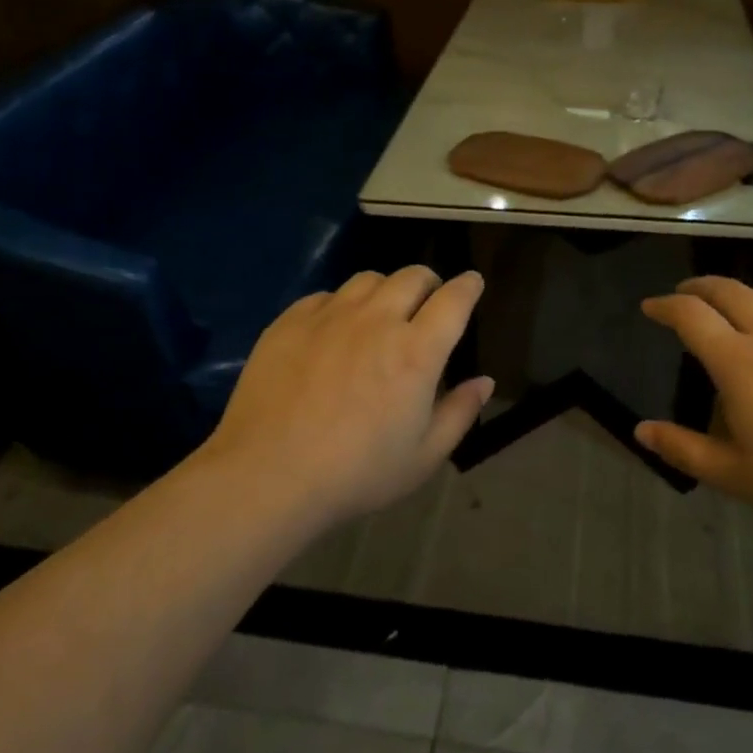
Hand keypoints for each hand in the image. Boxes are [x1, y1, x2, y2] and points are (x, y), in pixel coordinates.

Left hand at [207, 267, 493, 524]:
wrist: (268, 475)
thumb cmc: (356, 473)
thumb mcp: (423, 457)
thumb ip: (459, 413)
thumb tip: (484, 381)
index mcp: (416, 352)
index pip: (454, 299)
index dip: (468, 285)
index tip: (472, 282)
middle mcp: (377, 320)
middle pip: (412, 276)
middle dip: (429, 282)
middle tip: (428, 302)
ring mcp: (330, 316)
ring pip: (368, 279)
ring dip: (386, 290)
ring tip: (381, 313)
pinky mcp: (291, 321)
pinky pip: (326, 295)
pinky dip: (341, 305)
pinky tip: (334, 330)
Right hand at [639, 278, 752, 563]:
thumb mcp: (736, 477)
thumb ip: (684, 449)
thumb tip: (641, 429)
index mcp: (738, 362)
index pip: (690, 314)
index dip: (664, 305)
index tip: (650, 308)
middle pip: (727, 288)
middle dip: (698, 287)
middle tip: (685, 297)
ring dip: (741, 294)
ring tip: (733, 310)